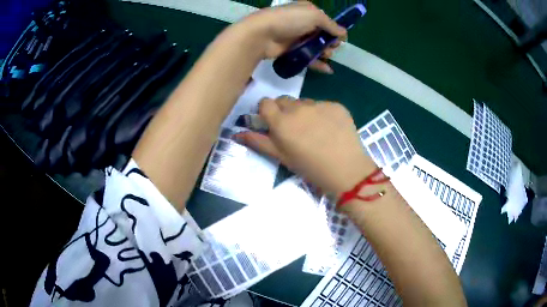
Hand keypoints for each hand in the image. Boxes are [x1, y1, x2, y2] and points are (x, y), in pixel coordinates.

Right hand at [234, 97, 375, 196]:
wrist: (347, 170)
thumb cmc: (310, 168)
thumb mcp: (282, 157)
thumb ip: (259, 142)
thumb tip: (237, 133)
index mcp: (281, 122)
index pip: (265, 103)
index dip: (266, 111)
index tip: (272, 122)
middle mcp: (298, 108)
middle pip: (284, 101)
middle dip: (284, 111)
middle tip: (294, 129)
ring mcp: (319, 104)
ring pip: (304, 102)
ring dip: (304, 112)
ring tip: (315, 131)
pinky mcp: (336, 105)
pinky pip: (323, 105)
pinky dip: (322, 113)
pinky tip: (330, 129)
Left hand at [243, 1, 346, 72]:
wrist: (261, 34)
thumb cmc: (290, 20)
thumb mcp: (314, 16)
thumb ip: (331, 25)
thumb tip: (344, 33)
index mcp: (307, 11)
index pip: (326, 21)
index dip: (334, 30)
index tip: (340, 39)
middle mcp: (303, 23)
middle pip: (322, 35)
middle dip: (330, 42)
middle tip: (331, 47)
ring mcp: (296, 37)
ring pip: (316, 47)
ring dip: (324, 52)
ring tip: (326, 55)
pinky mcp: (291, 51)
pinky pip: (308, 57)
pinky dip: (318, 63)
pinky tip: (327, 70)